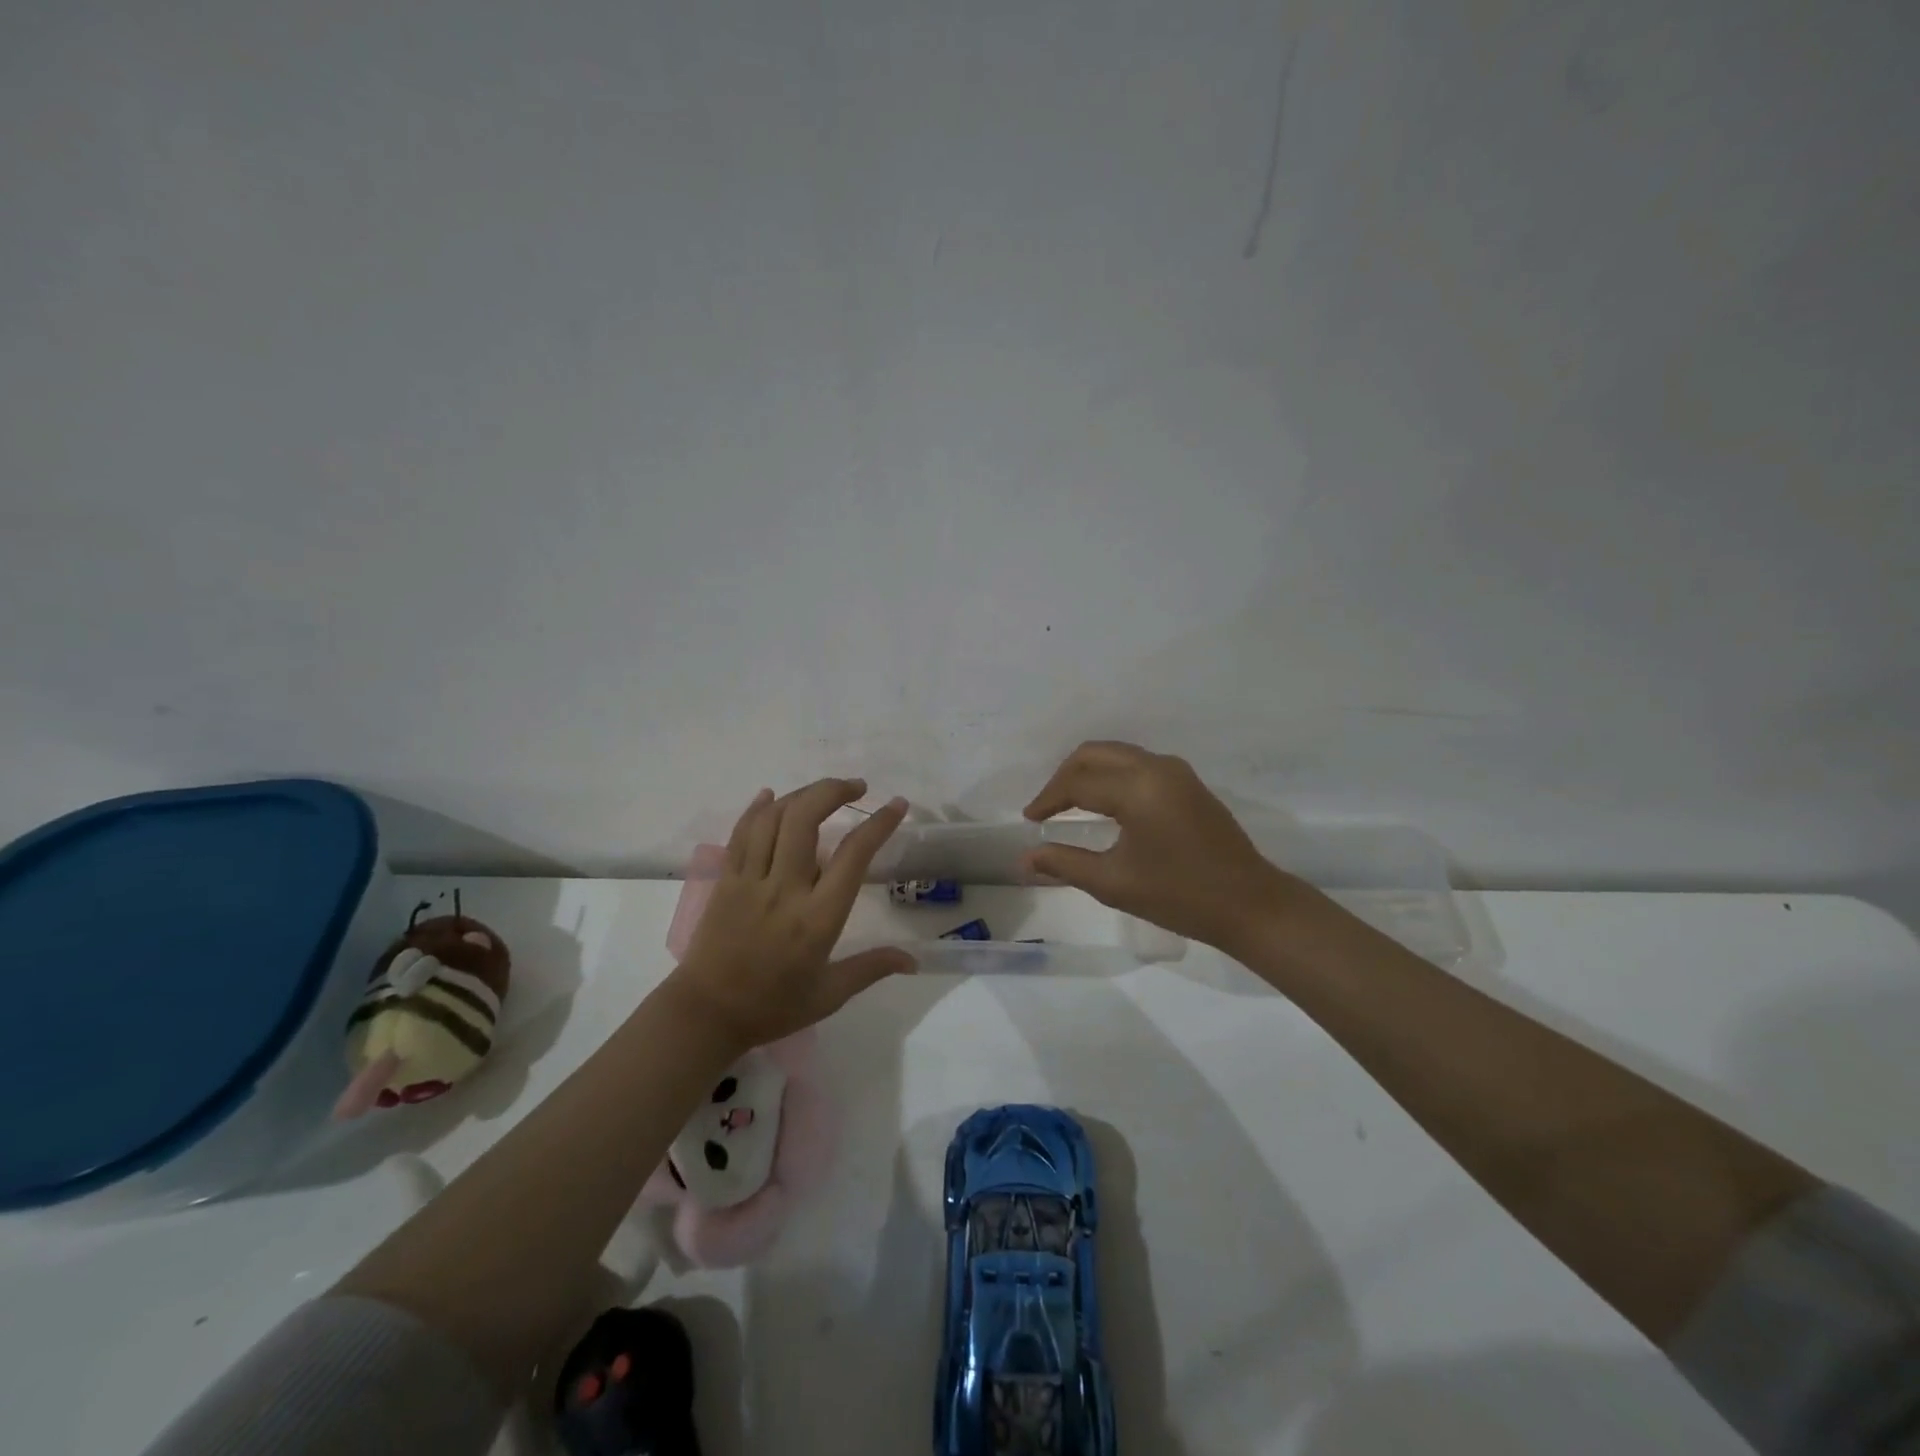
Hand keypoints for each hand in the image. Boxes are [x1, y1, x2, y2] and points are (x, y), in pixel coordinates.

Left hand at [674, 778, 914, 1050]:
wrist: (705, 1014)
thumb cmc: (772, 1007)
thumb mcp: (829, 995)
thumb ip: (871, 968)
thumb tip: (913, 959)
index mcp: (817, 918)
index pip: (853, 855)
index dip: (878, 824)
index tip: (896, 805)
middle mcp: (784, 890)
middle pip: (805, 819)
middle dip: (833, 791)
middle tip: (856, 787)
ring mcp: (750, 881)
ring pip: (773, 818)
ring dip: (801, 794)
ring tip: (823, 792)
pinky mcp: (726, 880)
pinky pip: (741, 832)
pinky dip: (757, 808)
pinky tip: (771, 795)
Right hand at [1022, 741, 1303, 951]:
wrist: (1250, 904)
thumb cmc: (1179, 896)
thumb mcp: (1115, 883)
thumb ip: (1065, 864)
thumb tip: (1026, 858)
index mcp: (1138, 788)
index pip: (1078, 783)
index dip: (1048, 799)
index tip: (1029, 820)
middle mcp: (1156, 768)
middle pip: (1095, 754)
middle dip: (1065, 776)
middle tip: (1046, 807)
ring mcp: (1176, 772)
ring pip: (1117, 754)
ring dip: (1089, 772)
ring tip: (1069, 803)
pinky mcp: (1188, 782)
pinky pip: (1137, 764)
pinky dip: (1112, 775)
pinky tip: (1104, 803)